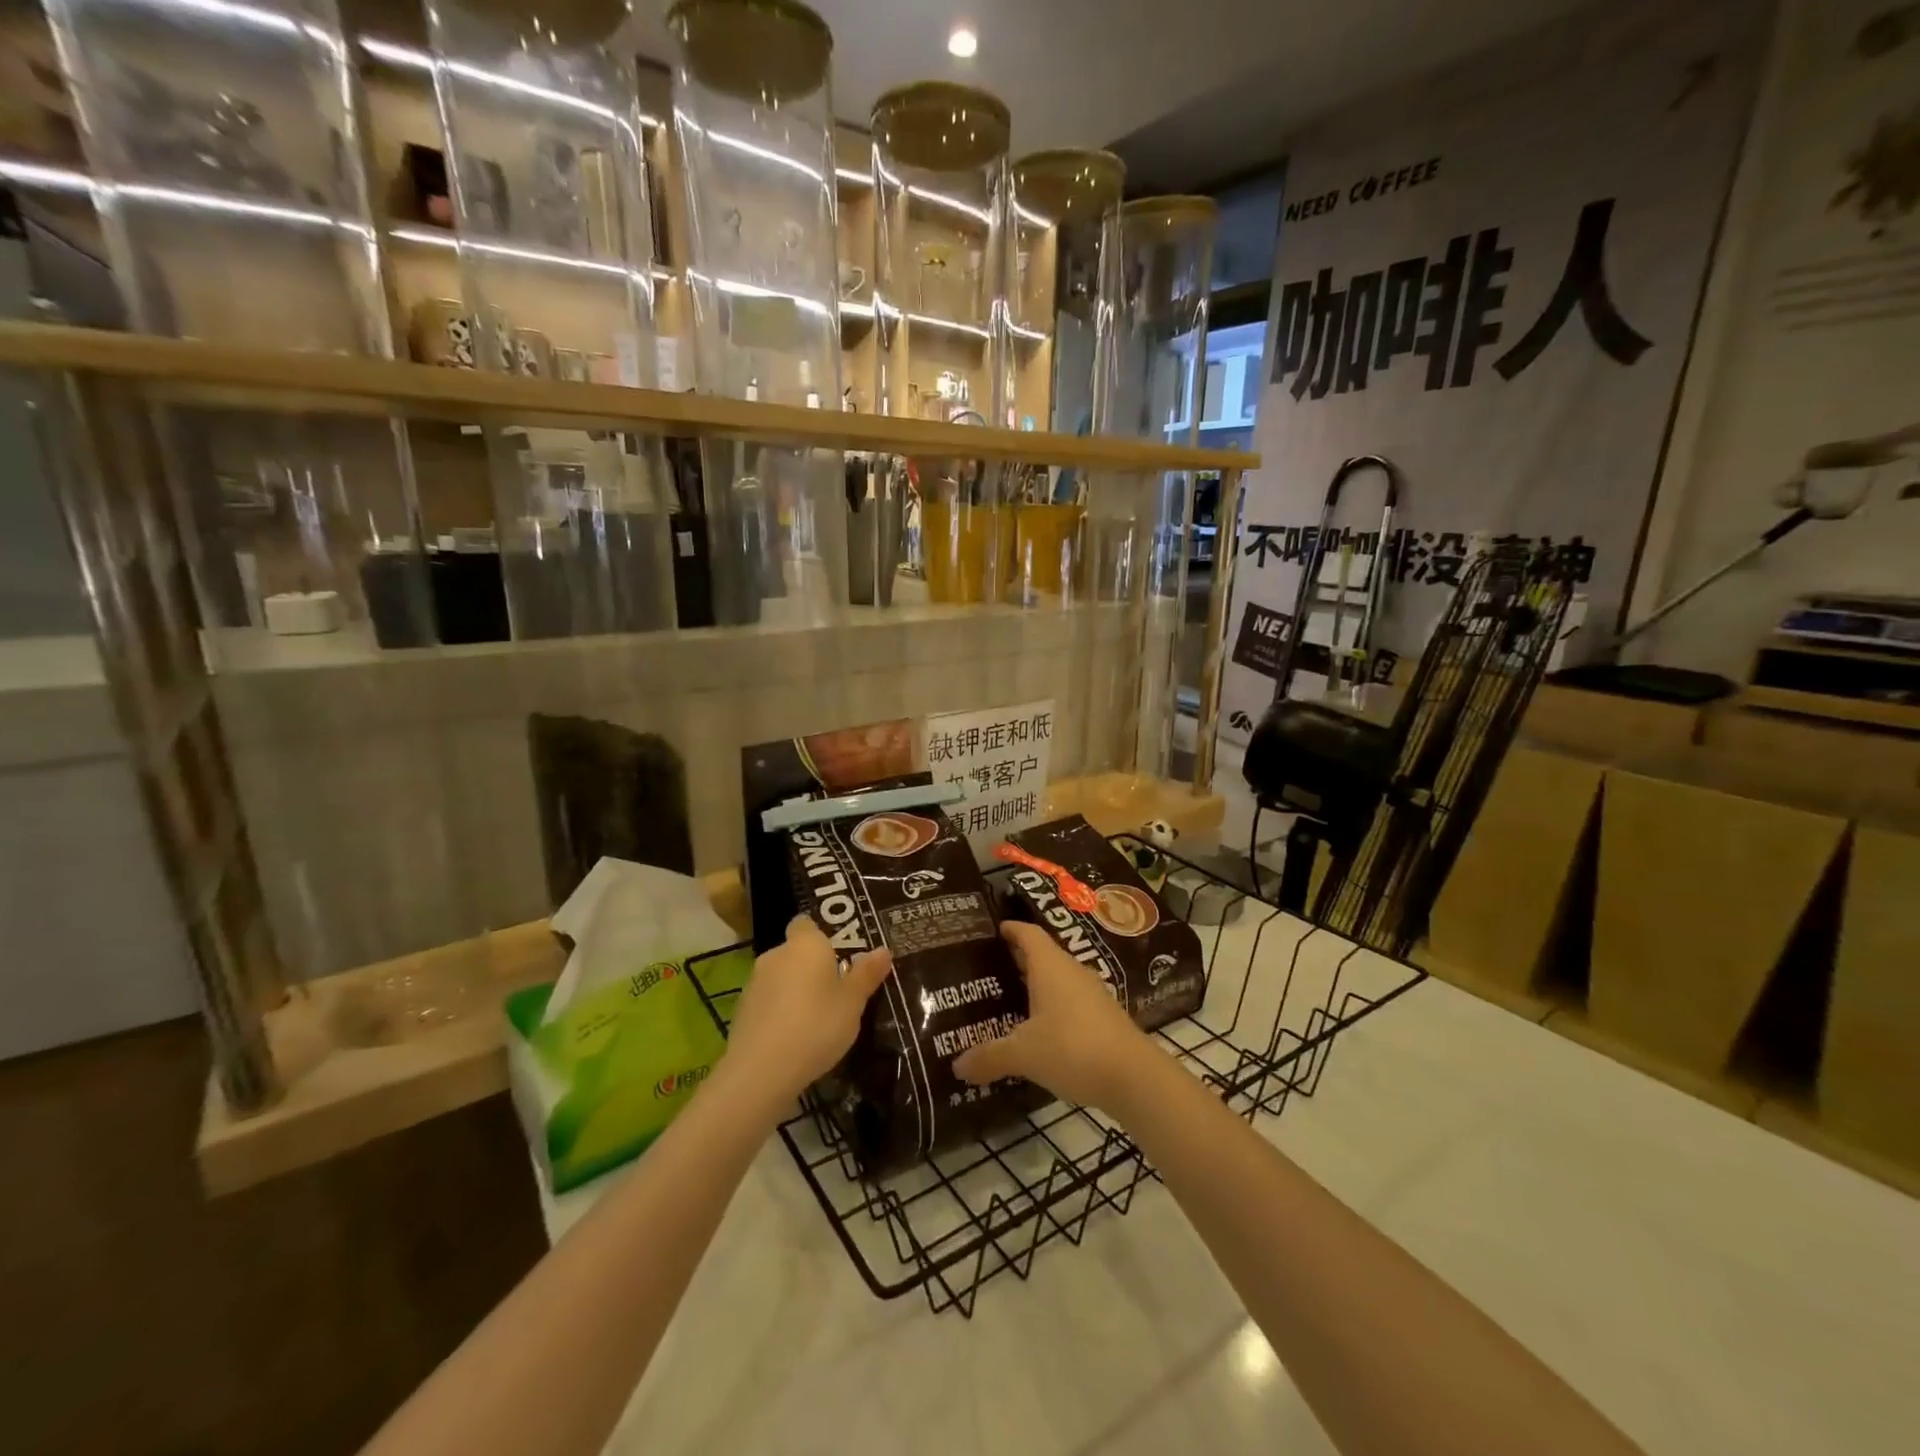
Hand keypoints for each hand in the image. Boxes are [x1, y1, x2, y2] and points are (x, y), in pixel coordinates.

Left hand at [721, 916, 891, 1115]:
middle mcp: (776, 955)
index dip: (821, 935)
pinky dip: (780, 1011)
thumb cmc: (817, 1025)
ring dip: (795, 990)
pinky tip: (794, 1036)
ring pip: (781, 977)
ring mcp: (754, 983)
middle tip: (837, 989)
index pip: (807, 923)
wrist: (761, 1070)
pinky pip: (768, 1002)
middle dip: (812, 966)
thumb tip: (883, 950)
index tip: (839, 953)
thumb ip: (866, 974)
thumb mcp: (853, 1002)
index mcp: (805, 945)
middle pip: (795, 952)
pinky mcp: (742, 1010)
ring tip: (817, 1016)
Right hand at [953, 921, 1151, 1112]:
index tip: (993, 929)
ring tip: (1007, 1002)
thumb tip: (957, 1066)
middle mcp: (1072, 971)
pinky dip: (1052, 1010)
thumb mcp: (1023, 1053)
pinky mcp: (1103, 1018)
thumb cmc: (1072, 1048)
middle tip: (988, 971)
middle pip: (1042, 955)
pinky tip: (1038, 1032)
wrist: (1134, 1077)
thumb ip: (989, 1056)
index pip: (1028, 933)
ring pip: (1057, 981)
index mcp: (1050, 965)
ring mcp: (1092, 994)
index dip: (1010, 928)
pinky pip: (1070, 1003)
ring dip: (1035, 987)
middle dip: (1016, 960)